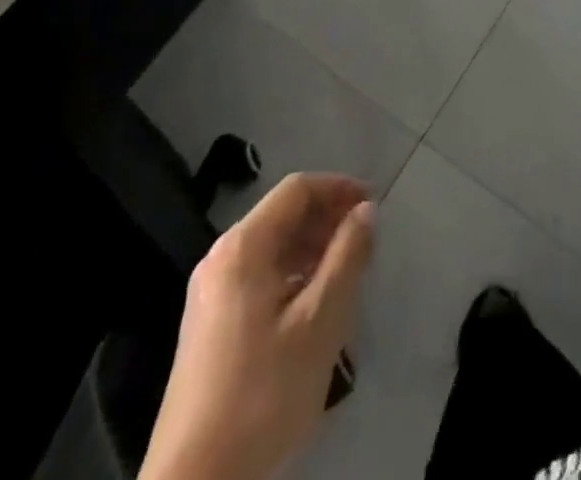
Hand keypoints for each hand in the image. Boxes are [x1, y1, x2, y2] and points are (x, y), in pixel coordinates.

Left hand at [140, 173, 376, 479]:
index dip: (339, 188)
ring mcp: (209, 293)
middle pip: (282, 215)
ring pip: (271, 247)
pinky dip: (291, 274)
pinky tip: (313, 306)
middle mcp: (220, 258)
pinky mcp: (207, 325)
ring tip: (346, 273)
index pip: (297, 189)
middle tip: (365, 241)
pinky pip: (258, 276)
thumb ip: (348, 256)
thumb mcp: (320, 322)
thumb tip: (365, 210)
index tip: (374, 206)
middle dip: (327, 219)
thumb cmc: (263, 393)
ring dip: (312, 248)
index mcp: (243, 247)